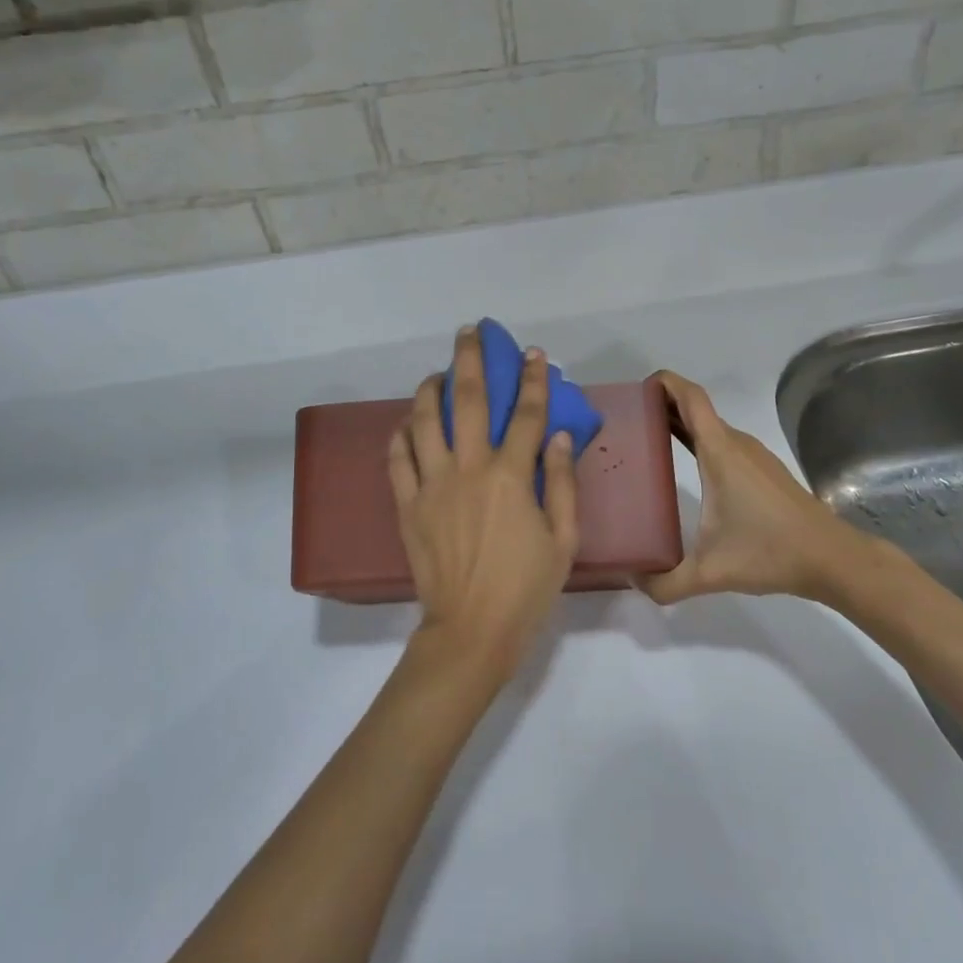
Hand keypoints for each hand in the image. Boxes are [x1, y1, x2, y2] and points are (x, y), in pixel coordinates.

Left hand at [388, 327, 579, 682]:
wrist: (471, 630)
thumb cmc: (526, 588)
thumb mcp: (564, 539)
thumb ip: (562, 482)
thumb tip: (557, 433)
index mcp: (512, 477)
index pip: (525, 414)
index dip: (533, 380)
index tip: (534, 354)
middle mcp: (469, 469)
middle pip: (467, 400)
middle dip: (470, 360)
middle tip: (469, 333)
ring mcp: (432, 485)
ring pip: (424, 420)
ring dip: (429, 389)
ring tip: (436, 373)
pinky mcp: (407, 504)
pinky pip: (398, 458)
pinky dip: (400, 434)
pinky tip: (407, 422)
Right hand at [643, 370, 874, 604]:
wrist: (833, 558)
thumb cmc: (771, 552)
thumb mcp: (711, 572)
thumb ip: (667, 582)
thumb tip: (633, 581)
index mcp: (720, 452)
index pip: (690, 398)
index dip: (664, 383)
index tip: (637, 390)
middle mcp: (735, 444)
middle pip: (695, 408)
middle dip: (662, 405)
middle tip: (627, 421)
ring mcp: (752, 456)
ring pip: (710, 426)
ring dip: (680, 423)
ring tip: (647, 440)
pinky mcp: (763, 470)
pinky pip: (722, 442)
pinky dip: (698, 441)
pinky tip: (685, 467)